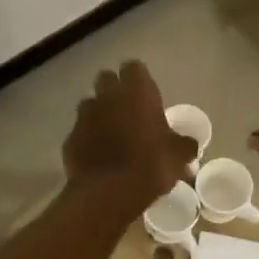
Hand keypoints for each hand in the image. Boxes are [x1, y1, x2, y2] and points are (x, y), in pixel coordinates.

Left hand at [62, 61, 196, 212]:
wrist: (110, 191)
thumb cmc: (152, 164)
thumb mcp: (180, 155)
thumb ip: (184, 144)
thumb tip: (189, 144)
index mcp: (137, 91)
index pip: (134, 67)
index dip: (138, 78)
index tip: (146, 93)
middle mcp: (107, 96)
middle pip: (106, 79)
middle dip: (114, 90)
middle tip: (127, 109)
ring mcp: (85, 116)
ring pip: (89, 104)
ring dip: (99, 113)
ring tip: (111, 133)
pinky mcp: (70, 138)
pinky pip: (80, 132)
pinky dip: (87, 139)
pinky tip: (97, 155)